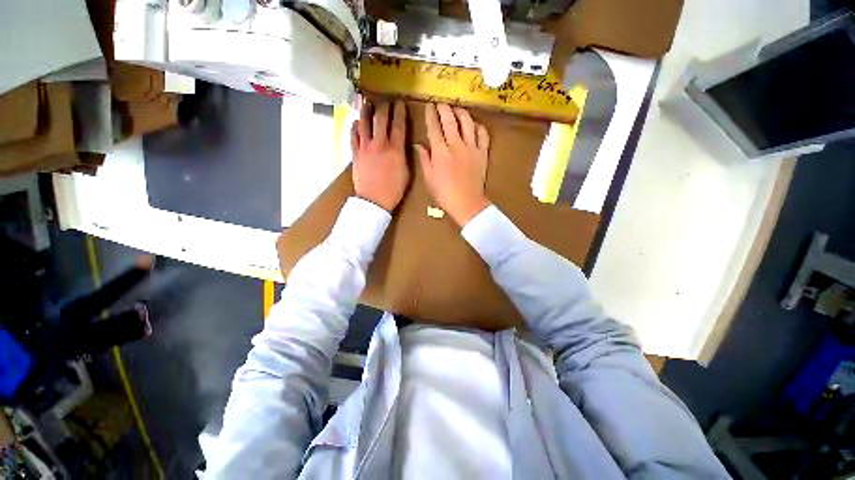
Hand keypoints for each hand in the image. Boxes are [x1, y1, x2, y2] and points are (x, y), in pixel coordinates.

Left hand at [351, 100, 409, 211]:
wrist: (374, 200)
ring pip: (364, 123)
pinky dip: (355, 127)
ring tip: (367, 102)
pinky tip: (356, 122)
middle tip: (386, 101)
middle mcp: (379, 144)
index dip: (400, 112)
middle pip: (381, 119)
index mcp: (395, 149)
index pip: (398, 124)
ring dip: (366, 110)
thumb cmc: (394, 190)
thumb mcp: (407, 173)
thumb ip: (405, 155)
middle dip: (385, 107)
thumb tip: (404, 145)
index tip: (401, 103)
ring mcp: (365, 147)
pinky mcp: (355, 153)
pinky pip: (353, 136)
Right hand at [417, 103, 490, 226]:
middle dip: (444, 109)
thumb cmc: (444, 194)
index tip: (429, 107)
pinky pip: (483, 135)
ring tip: (457, 109)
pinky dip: (479, 127)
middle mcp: (456, 145)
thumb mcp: (429, 179)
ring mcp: (471, 148)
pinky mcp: (482, 153)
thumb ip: (424, 160)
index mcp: (440, 152)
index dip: (431, 115)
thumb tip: (419, 145)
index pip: (434, 128)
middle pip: (450, 120)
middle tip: (441, 103)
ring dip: (461, 113)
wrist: (467, 203)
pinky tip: (474, 125)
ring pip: (467, 123)